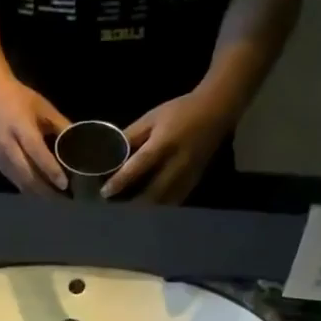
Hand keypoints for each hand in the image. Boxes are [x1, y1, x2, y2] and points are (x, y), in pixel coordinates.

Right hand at [0, 77, 68, 195]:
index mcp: (21, 127)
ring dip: (40, 194)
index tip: (64, 184)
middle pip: (28, 174)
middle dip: (47, 190)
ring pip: (21, 182)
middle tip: (65, 199)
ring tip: (57, 200)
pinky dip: (31, 191)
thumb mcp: (44, 108)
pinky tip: (43, 194)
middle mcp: (9, 145)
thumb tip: (79, 145)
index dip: (50, 169)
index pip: (36, 152)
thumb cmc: (21, 100)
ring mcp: (2, 157)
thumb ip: (61, 126)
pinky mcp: (0, 165)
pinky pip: (16, 183)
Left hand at [102, 90, 234, 203]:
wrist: (215, 112)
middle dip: (132, 202)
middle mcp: (176, 164)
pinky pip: (174, 202)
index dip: (121, 181)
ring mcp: (187, 176)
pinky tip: (148, 207)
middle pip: (152, 192)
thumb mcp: (152, 118)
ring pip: (164, 202)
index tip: (105, 192)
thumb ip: (131, 136)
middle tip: (115, 205)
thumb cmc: (179, 112)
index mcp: (164, 144)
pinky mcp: (193, 183)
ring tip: (128, 209)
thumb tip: (110, 153)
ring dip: (145, 208)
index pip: (139, 166)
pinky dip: (159, 207)